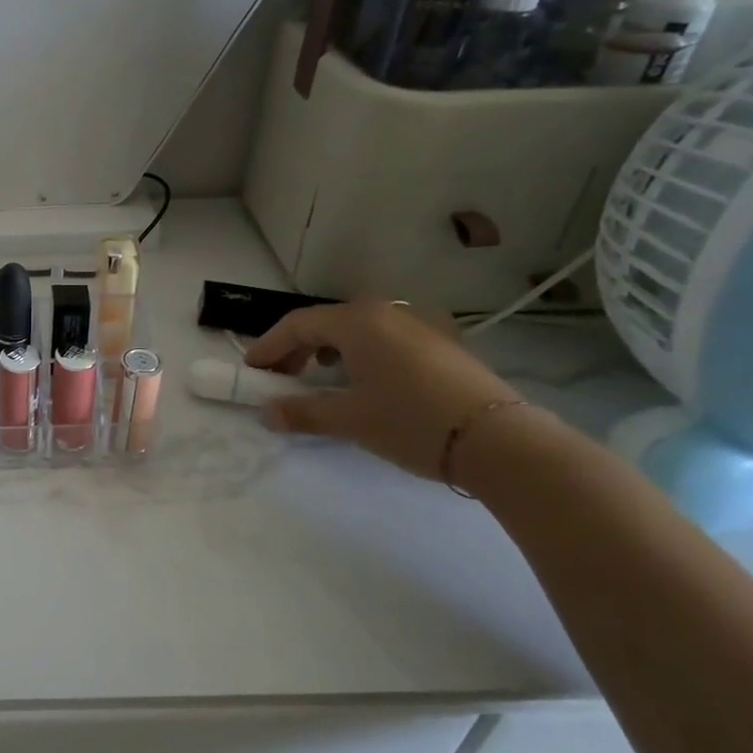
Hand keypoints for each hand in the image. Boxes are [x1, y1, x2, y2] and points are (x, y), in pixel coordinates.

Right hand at [243, 301, 519, 479]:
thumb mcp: (349, 419)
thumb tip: (266, 412)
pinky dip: (362, 354)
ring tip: (320, 377)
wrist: (500, 441)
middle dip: (297, 348)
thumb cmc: (411, 421)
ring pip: (359, 329)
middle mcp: (387, 312)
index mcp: (358, 321)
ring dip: (329, 350)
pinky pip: (386, 339)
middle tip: (281, 377)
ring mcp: (420, 325)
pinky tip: (366, 380)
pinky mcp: (443, 344)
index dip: (269, 346)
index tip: (252, 370)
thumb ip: (301, 412)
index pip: (298, 324)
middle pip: (327, 322)